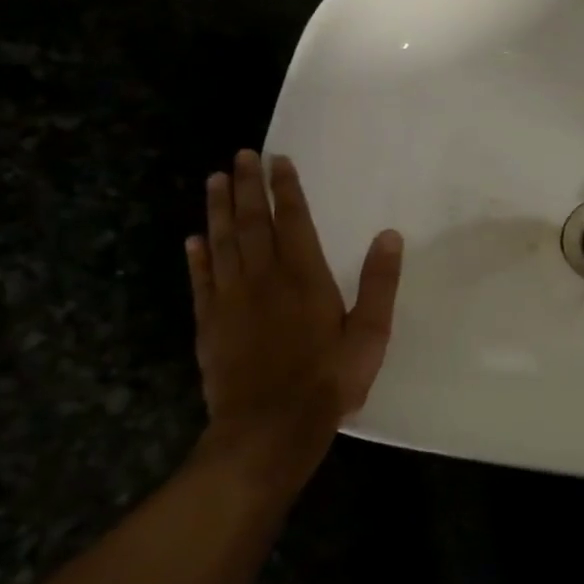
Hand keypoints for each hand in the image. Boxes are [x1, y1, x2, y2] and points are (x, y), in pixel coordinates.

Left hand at [186, 151, 402, 489]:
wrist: (270, 428)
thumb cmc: (328, 380)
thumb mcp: (370, 334)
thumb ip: (379, 283)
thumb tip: (389, 235)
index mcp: (305, 277)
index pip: (294, 221)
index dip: (286, 189)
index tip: (278, 160)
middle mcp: (264, 278)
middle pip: (253, 223)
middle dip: (248, 187)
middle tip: (241, 155)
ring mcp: (231, 300)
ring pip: (223, 243)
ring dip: (219, 210)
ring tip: (215, 180)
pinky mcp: (210, 324)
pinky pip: (202, 281)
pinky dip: (198, 257)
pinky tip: (194, 239)